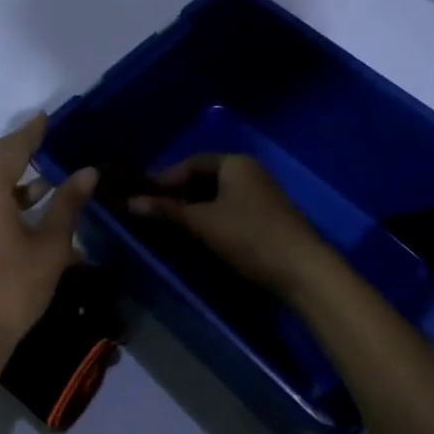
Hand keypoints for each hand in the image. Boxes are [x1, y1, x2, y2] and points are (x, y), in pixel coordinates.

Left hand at [0, 113, 96, 391]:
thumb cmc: (14, 289)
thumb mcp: (50, 246)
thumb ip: (67, 204)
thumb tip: (88, 171)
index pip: (10, 149)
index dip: (30, 132)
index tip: (48, 117)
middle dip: (17, 147)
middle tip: (45, 139)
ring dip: (10, 171)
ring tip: (45, 173)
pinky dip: (1, 192)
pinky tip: (26, 206)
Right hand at [127, 153, 333, 298]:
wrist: (303, 270)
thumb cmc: (249, 237)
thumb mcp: (203, 223)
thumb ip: (167, 210)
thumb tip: (131, 202)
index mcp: (235, 163)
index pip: (191, 163)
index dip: (165, 178)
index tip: (141, 195)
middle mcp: (250, 172)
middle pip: (205, 178)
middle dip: (178, 193)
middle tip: (152, 210)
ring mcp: (261, 194)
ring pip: (218, 195)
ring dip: (194, 207)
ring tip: (170, 223)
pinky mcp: (267, 217)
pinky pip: (230, 208)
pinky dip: (211, 217)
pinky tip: (198, 233)